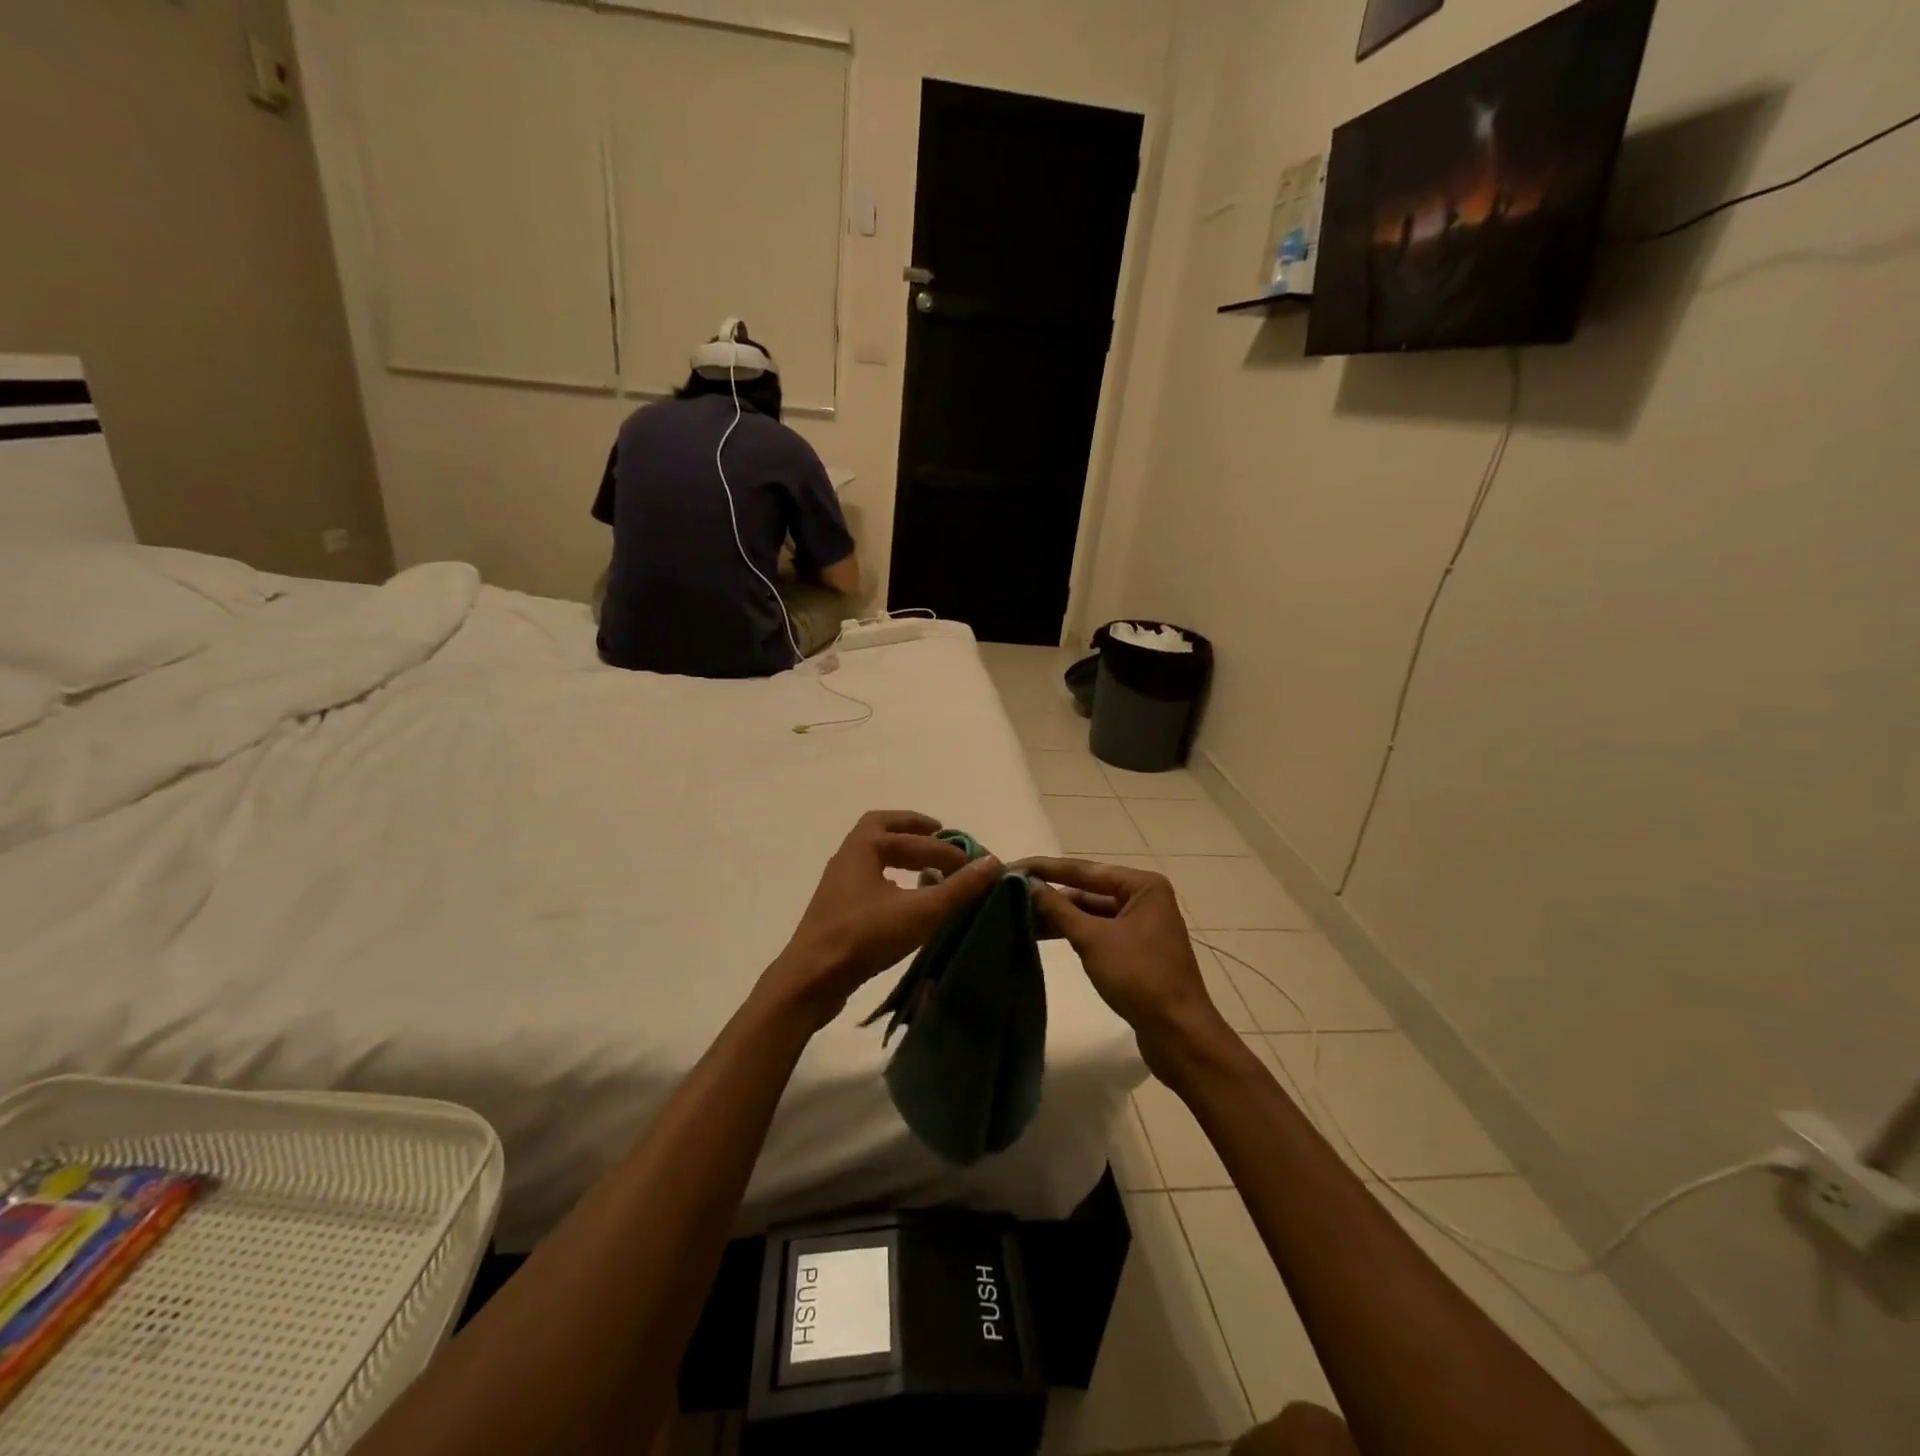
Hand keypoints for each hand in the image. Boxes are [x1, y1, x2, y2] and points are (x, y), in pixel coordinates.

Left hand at [768, 812, 1001, 1028]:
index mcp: (864, 846)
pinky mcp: (838, 908)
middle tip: (941, 834)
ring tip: (930, 866)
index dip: (949, 850)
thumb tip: (993, 863)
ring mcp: (840, 882)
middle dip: (914, 829)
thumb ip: (959, 888)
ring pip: (874, 853)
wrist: (812, 979)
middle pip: (883, 828)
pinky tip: (908, 897)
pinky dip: (892, 875)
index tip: (974, 866)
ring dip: (902, 852)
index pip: (917, 840)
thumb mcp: (920, 912)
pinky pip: (869, 877)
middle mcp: (848, 856)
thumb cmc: (865, 937)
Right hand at [1015, 857, 1231, 1073]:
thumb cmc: (1139, 978)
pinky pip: (1097, 932)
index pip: (1084, 869)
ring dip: (1059, 915)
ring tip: (1017, 915)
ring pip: (1091, 912)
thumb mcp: (1093, 939)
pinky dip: (1073, 933)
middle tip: (1007, 893)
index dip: (1045, 868)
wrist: (1179, 1034)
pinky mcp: (1135, 950)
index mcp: (1142, 885)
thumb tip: (1026, 884)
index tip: (1010, 866)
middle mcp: (1144, 898)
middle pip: (1087, 890)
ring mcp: (1140, 925)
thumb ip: (1058, 909)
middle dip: (1050, 894)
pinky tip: (1043, 935)